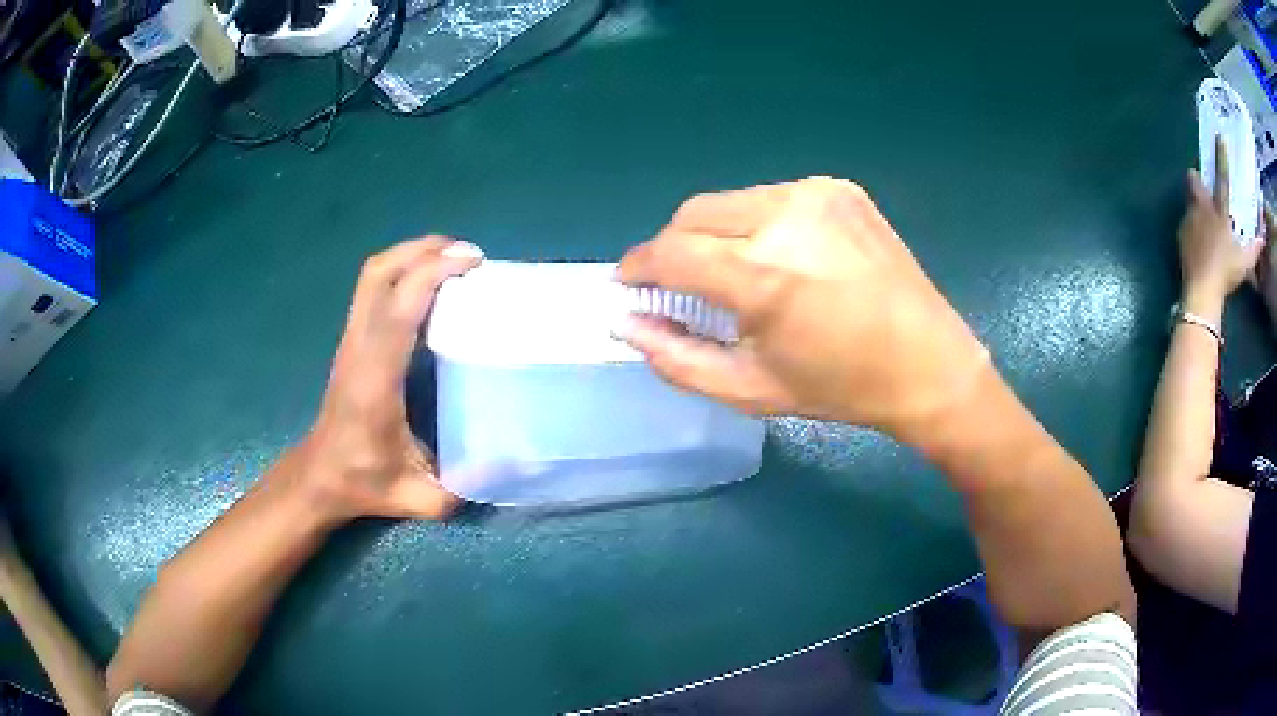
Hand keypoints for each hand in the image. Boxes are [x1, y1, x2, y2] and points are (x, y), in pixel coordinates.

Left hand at [294, 237, 483, 522]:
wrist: (319, 476)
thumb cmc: (364, 483)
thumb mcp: (419, 498)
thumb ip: (467, 486)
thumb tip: (520, 464)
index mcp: (375, 379)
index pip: (400, 308)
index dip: (434, 273)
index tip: (473, 263)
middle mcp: (359, 347)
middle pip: (379, 273)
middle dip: (423, 250)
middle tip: (468, 254)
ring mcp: (351, 340)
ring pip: (372, 275)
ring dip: (411, 255)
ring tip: (452, 258)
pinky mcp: (351, 340)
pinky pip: (373, 288)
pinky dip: (403, 271)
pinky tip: (429, 285)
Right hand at [616, 177, 990, 440]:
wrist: (927, 361)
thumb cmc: (839, 387)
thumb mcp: (749, 389)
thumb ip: (676, 358)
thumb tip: (626, 324)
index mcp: (764, 276)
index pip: (670, 251)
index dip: (639, 267)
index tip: (631, 284)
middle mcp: (786, 217)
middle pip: (693, 214)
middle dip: (675, 247)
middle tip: (685, 284)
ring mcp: (816, 194)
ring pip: (731, 202)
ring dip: (717, 234)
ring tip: (741, 272)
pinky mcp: (839, 188)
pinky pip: (772, 198)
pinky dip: (759, 223)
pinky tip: (786, 256)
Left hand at [1179, 136, 1265, 312]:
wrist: (1202, 289)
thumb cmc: (1226, 274)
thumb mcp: (1244, 263)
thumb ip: (1254, 249)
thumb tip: (1263, 239)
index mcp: (1219, 212)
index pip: (1223, 178)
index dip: (1222, 156)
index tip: (1220, 137)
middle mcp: (1203, 209)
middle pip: (1195, 183)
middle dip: (1196, 179)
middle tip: (1198, 181)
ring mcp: (1190, 220)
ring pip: (1190, 203)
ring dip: (1195, 206)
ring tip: (1202, 222)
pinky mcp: (1181, 234)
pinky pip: (1186, 224)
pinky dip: (1192, 229)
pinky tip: (1197, 242)